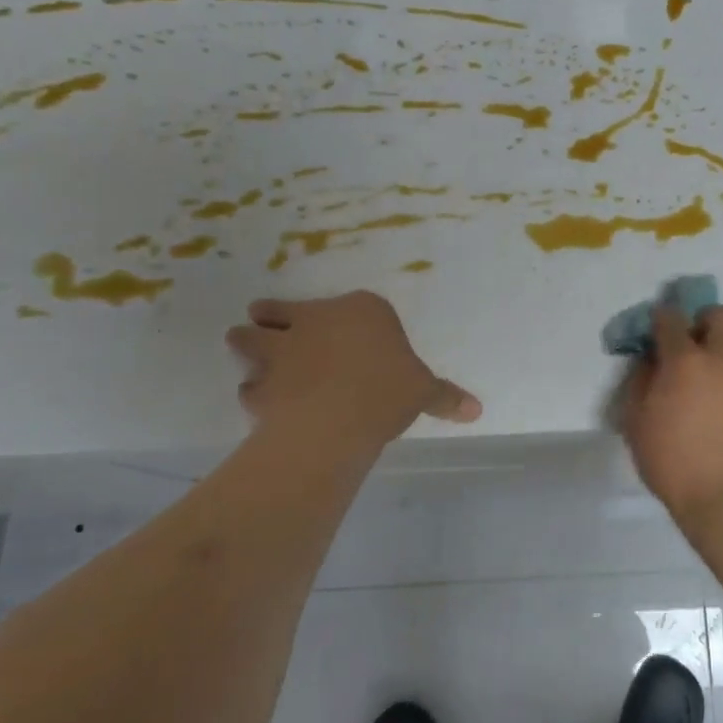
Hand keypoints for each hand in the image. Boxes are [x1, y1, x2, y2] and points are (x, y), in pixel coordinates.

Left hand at [226, 293, 479, 446]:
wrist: (339, 417)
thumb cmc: (389, 390)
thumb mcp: (424, 391)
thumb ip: (445, 397)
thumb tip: (477, 410)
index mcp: (361, 310)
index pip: (348, 305)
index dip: (338, 317)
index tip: (340, 330)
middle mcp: (315, 319)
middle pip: (277, 310)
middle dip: (271, 319)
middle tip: (274, 332)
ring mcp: (281, 349)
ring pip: (246, 338)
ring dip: (247, 346)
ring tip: (253, 360)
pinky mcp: (260, 382)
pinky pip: (249, 386)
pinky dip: (254, 393)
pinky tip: (263, 405)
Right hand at [619, 304, 722, 529]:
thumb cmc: (674, 463)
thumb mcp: (636, 423)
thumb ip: (640, 381)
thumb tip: (650, 359)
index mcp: (686, 361)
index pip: (671, 318)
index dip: (662, 320)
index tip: (658, 333)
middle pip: (720, 315)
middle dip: (704, 323)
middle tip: (694, 351)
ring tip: (719, 390)